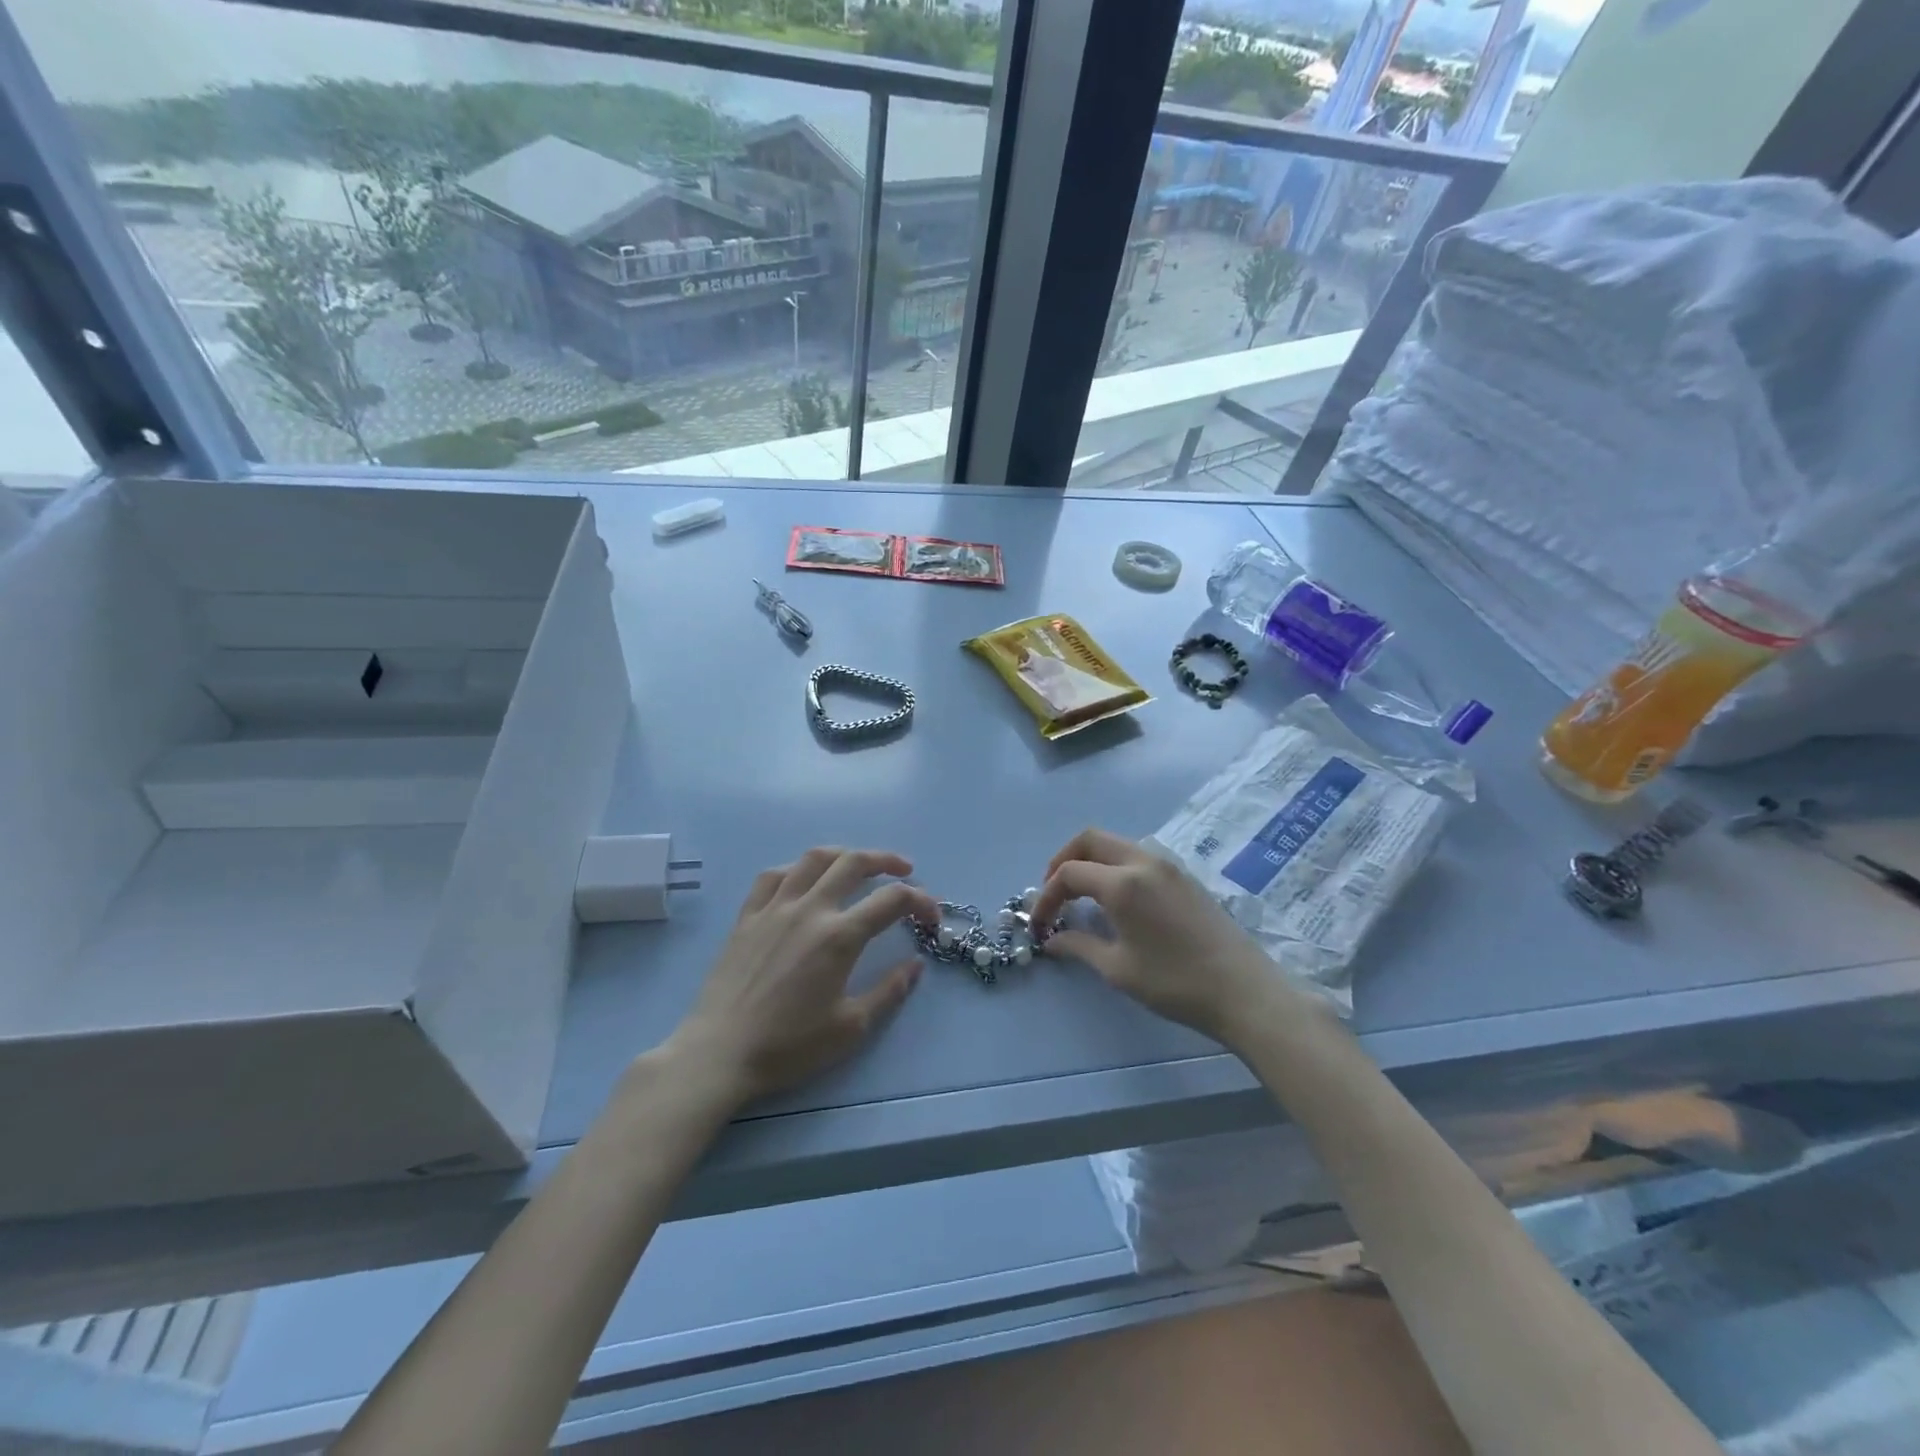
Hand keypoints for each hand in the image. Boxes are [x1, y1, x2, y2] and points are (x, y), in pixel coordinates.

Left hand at [664, 848, 937, 1107]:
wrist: (720, 1054)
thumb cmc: (789, 1046)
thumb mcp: (851, 1028)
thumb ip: (889, 991)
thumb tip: (915, 964)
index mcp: (839, 937)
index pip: (892, 901)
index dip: (921, 901)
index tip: (932, 916)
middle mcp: (809, 910)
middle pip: (854, 863)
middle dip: (886, 861)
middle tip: (904, 871)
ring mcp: (774, 908)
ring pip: (813, 859)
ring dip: (844, 855)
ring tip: (858, 864)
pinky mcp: (747, 916)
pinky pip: (773, 876)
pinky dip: (796, 869)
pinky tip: (804, 879)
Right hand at [1034, 828, 1304, 1048]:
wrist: (1244, 991)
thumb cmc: (1176, 982)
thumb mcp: (1119, 969)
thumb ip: (1080, 946)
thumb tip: (1053, 940)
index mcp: (1123, 883)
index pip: (1069, 873)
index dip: (1046, 896)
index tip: (1039, 925)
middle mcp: (1143, 861)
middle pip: (1090, 839)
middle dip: (1063, 860)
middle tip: (1053, 893)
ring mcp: (1168, 865)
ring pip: (1116, 843)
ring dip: (1090, 860)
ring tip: (1081, 895)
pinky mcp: (1184, 876)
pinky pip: (1138, 855)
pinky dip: (1114, 866)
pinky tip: (1115, 898)